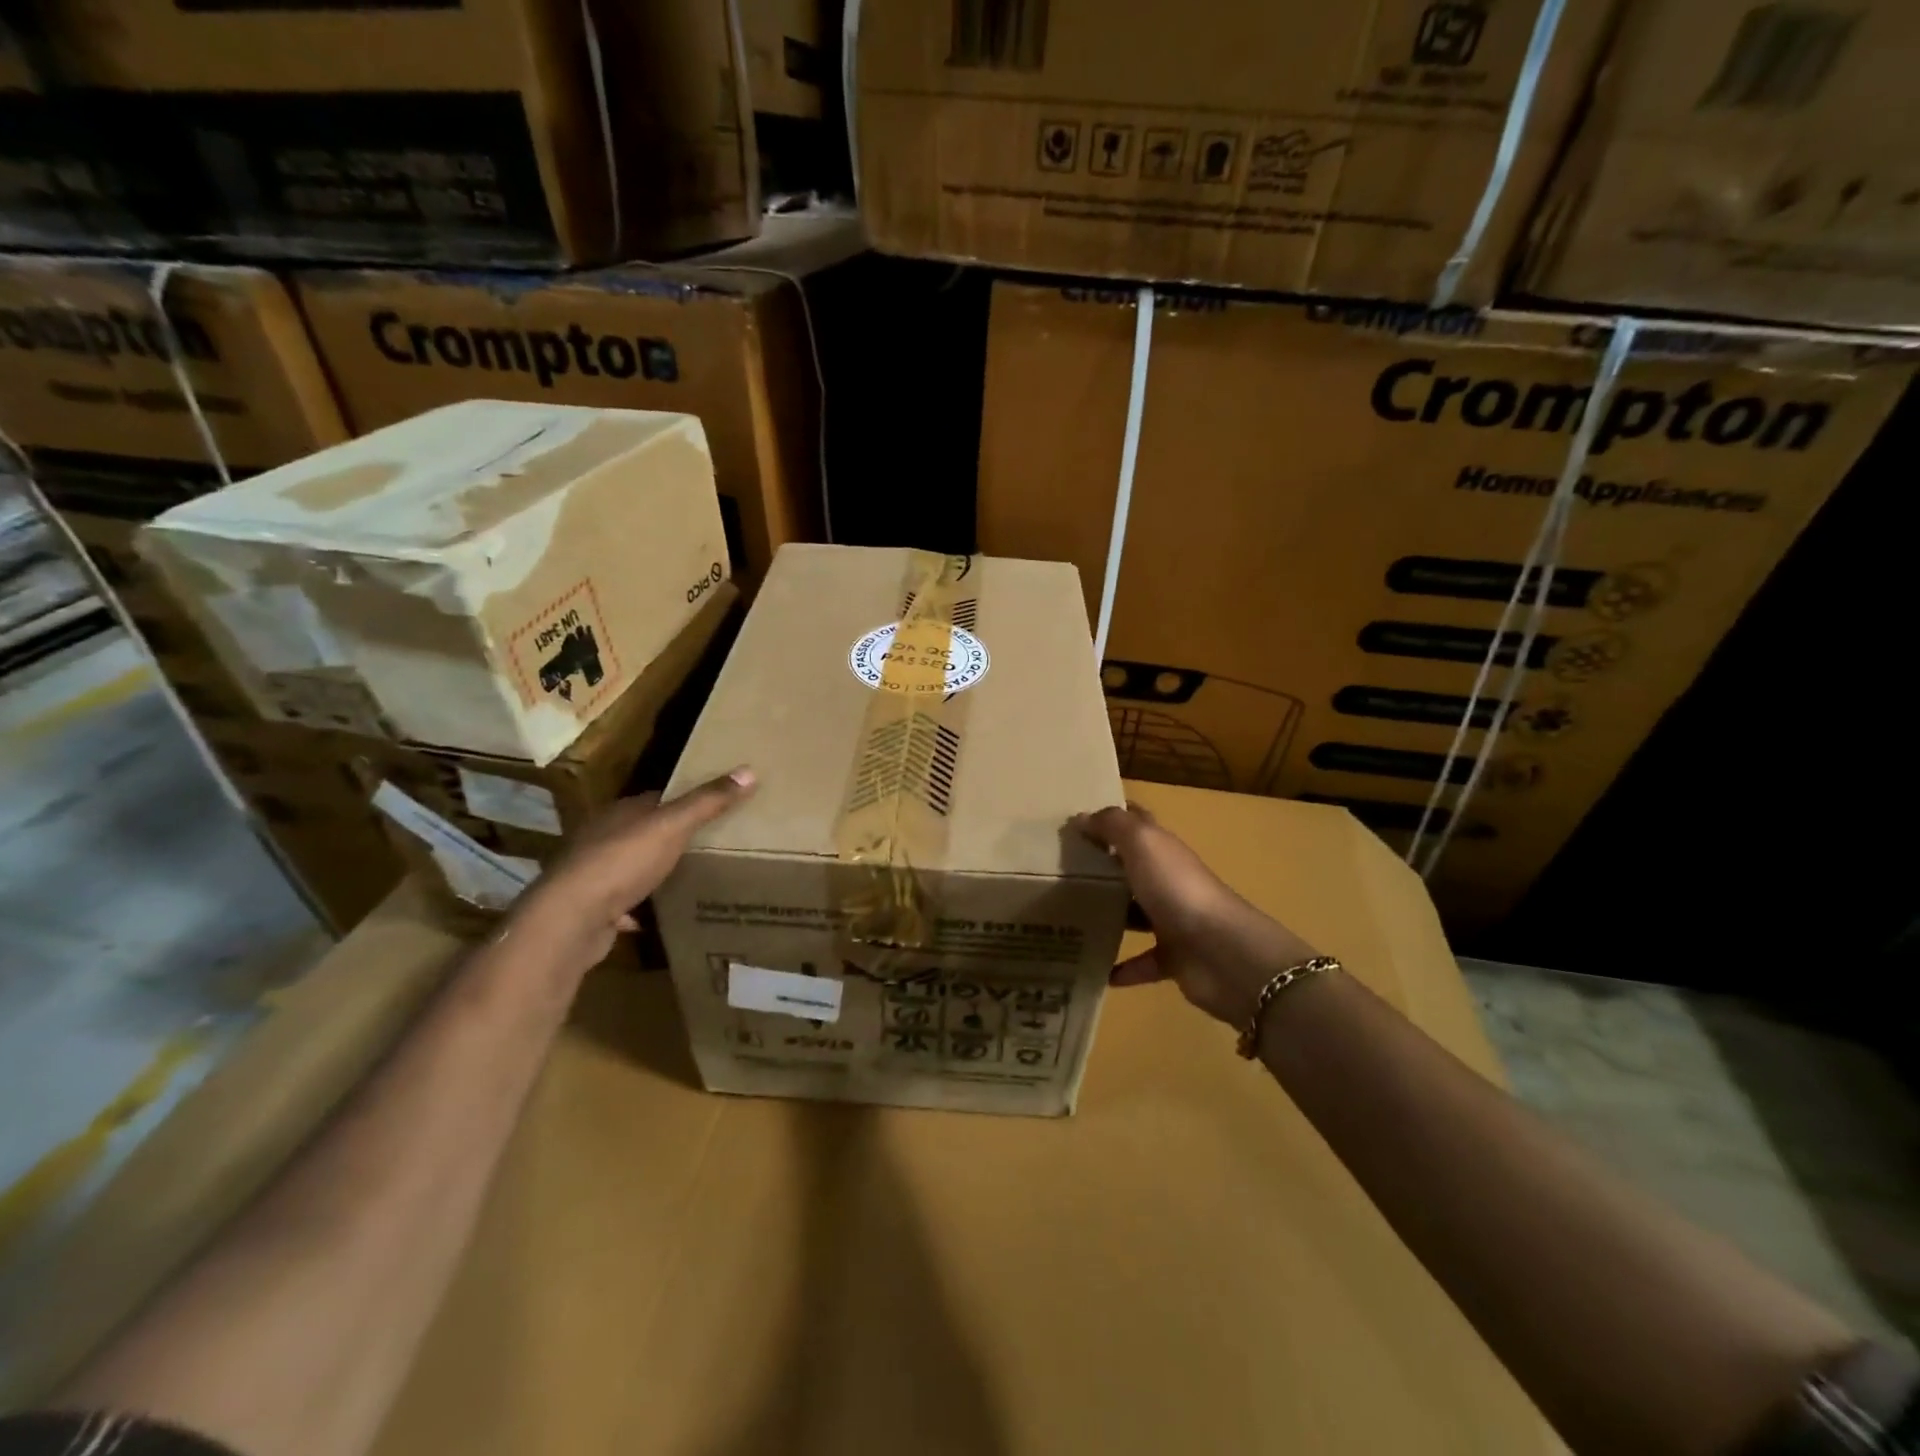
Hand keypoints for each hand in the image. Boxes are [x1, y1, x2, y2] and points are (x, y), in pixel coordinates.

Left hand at [512, 768, 755, 965]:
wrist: (571, 919)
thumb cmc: (623, 861)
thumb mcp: (672, 826)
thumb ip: (708, 801)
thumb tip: (749, 770)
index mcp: (620, 813)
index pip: (656, 799)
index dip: (683, 801)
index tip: (714, 807)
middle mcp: (602, 838)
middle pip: (642, 831)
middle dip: (669, 837)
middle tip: (708, 844)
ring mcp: (592, 875)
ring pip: (628, 867)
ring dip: (650, 872)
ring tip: (686, 877)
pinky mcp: (590, 909)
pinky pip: (619, 904)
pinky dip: (635, 908)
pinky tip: (653, 917)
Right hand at [1073, 801, 1321, 1029]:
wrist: (1221, 952)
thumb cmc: (1177, 889)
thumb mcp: (1143, 843)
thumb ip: (1113, 825)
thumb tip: (1082, 817)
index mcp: (1164, 850)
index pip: (1138, 824)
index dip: (1111, 819)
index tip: (1075, 822)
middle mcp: (1169, 881)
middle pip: (1132, 870)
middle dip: (1102, 869)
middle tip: (1059, 874)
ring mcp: (1174, 921)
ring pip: (1135, 914)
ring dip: (1109, 916)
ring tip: (1068, 920)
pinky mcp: (1174, 959)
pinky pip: (1142, 962)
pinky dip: (1122, 967)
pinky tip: (1097, 971)